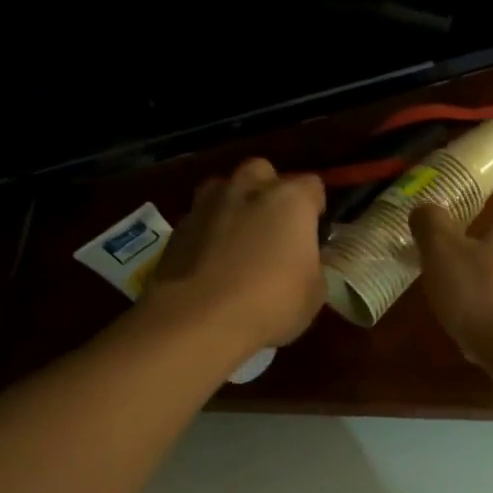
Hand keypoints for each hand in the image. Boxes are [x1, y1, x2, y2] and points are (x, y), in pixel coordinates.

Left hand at [146, 159, 326, 354]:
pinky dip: (209, 231)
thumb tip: (303, 259)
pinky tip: (212, 261)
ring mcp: (208, 204)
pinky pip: (201, 218)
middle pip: (263, 173)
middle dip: (270, 192)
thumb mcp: (314, 293)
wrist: (198, 319)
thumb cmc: (270, 303)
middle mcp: (248, 189)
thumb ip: (312, 264)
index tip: (313, 233)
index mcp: (290, 200)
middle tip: (274, 228)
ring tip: (239, 240)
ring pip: (225, 188)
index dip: (315, 208)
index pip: (312, 186)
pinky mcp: (178, 226)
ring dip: (235, 205)